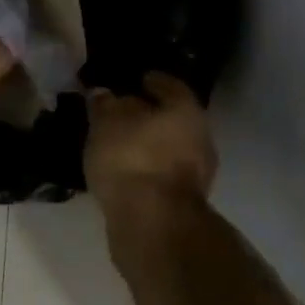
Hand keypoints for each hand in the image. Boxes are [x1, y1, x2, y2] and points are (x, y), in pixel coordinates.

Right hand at [85, 72, 216, 212]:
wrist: (153, 223)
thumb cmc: (131, 158)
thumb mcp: (106, 123)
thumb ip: (104, 105)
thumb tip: (103, 93)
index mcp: (186, 109)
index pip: (170, 85)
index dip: (152, 81)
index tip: (137, 80)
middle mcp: (201, 137)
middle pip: (174, 118)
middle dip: (151, 115)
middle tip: (124, 113)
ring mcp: (198, 173)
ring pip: (170, 147)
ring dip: (150, 144)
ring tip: (120, 144)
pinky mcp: (185, 202)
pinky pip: (164, 173)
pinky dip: (148, 168)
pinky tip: (128, 171)